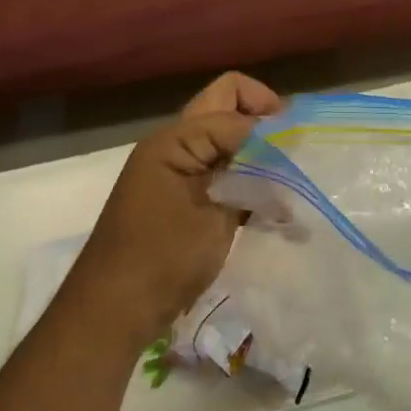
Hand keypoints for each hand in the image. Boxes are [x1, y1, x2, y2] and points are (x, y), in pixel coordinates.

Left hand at [72, 73, 283, 348]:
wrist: (114, 313)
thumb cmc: (162, 259)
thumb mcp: (213, 215)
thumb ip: (249, 174)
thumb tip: (283, 150)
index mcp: (176, 139)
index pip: (232, 97)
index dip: (266, 116)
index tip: (296, 144)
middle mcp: (176, 145)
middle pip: (226, 107)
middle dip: (262, 120)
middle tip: (293, 149)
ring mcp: (179, 172)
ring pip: (226, 139)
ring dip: (257, 150)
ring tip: (289, 178)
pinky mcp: (186, 198)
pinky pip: (222, 170)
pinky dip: (248, 177)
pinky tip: (272, 205)